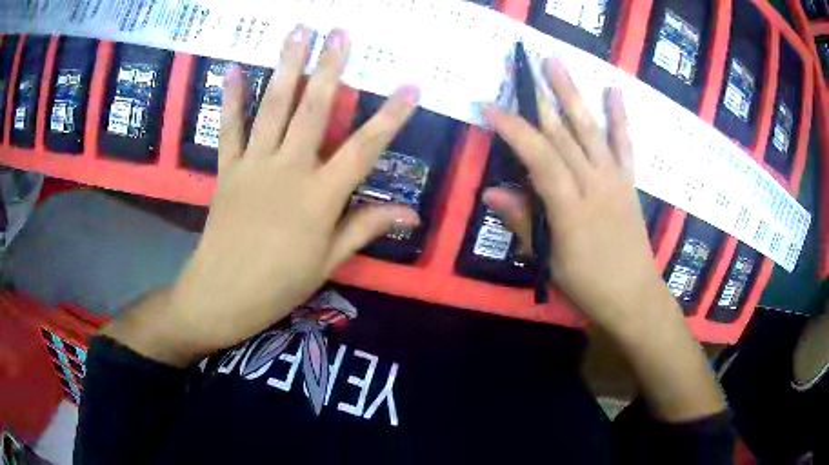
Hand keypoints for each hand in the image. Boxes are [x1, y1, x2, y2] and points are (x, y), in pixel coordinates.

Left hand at [105, 26, 419, 365]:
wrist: (222, 295)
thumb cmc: (280, 285)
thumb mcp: (329, 262)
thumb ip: (366, 227)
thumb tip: (411, 214)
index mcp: (320, 197)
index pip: (364, 148)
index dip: (390, 116)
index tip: (411, 86)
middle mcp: (289, 169)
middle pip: (314, 109)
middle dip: (330, 67)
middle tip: (340, 32)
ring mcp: (254, 165)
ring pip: (273, 107)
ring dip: (287, 66)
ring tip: (298, 33)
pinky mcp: (228, 169)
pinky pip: (230, 128)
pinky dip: (231, 98)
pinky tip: (233, 68)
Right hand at [483, 57, 675, 335]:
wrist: (634, 296)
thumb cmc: (587, 285)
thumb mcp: (549, 261)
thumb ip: (521, 221)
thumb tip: (490, 191)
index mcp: (570, 208)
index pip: (539, 159)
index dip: (515, 131)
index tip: (491, 108)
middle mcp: (594, 185)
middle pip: (564, 135)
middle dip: (541, 98)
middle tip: (524, 66)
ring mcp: (614, 180)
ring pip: (591, 130)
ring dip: (573, 94)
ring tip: (557, 64)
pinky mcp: (628, 182)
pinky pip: (624, 146)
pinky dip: (619, 118)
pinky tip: (614, 92)